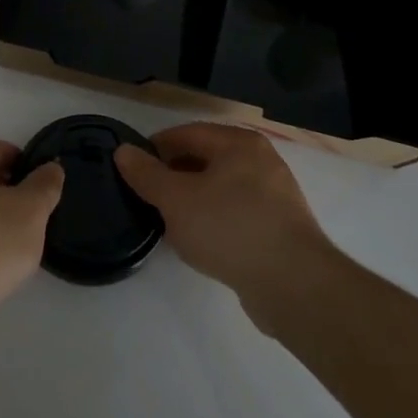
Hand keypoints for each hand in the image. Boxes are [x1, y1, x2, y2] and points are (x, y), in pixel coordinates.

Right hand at [115, 123, 337, 329]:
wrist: (294, 285)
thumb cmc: (229, 228)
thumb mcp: (175, 199)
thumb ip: (146, 174)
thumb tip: (123, 151)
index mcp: (238, 143)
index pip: (187, 133)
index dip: (156, 147)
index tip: (133, 168)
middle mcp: (261, 160)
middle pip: (206, 159)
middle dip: (174, 175)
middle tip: (147, 195)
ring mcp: (276, 194)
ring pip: (222, 187)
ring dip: (194, 199)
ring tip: (170, 221)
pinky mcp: (282, 227)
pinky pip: (238, 212)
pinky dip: (215, 219)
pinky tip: (201, 241)